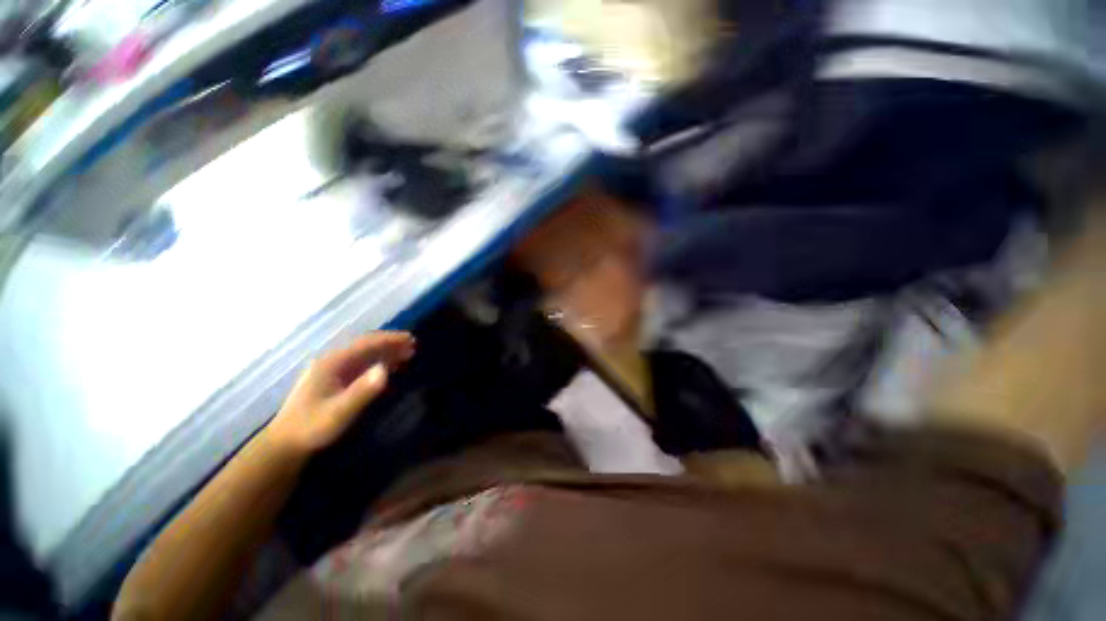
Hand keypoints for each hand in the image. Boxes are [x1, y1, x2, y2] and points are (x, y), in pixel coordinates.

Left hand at [266, 332, 414, 454]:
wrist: (285, 444)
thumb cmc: (312, 427)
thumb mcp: (339, 412)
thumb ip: (362, 391)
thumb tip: (385, 369)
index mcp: (333, 363)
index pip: (366, 344)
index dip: (390, 339)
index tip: (411, 339)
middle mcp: (333, 362)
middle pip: (366, 346)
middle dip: (390, 344)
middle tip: (413, 346)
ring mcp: (332, 371)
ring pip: (364, 355)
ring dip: (386, 353)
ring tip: (407, 355)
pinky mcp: (334, 381)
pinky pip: (360, 365)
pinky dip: (377, 363)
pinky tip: (388, 368)